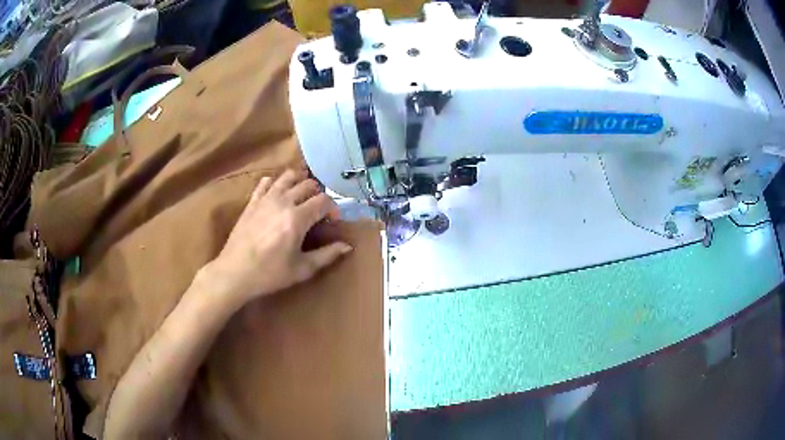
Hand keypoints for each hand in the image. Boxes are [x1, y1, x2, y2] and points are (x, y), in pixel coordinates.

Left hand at [201, 170, 351, 306]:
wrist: (235, 273)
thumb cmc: (270, 274)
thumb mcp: (302, 269)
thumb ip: (326, 255)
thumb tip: (347, 246)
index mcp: (298, 218)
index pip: (324, 200)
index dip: (333, 208)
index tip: (332, 221)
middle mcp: (283, 202)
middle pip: (308, 184)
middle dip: (318, 194)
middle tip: (317, 211)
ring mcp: (265, 198)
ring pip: (288, 176)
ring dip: (299, 182)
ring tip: (301, 196)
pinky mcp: (252, 201)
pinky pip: (266, 181)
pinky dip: (276, 183)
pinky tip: (278, 195)